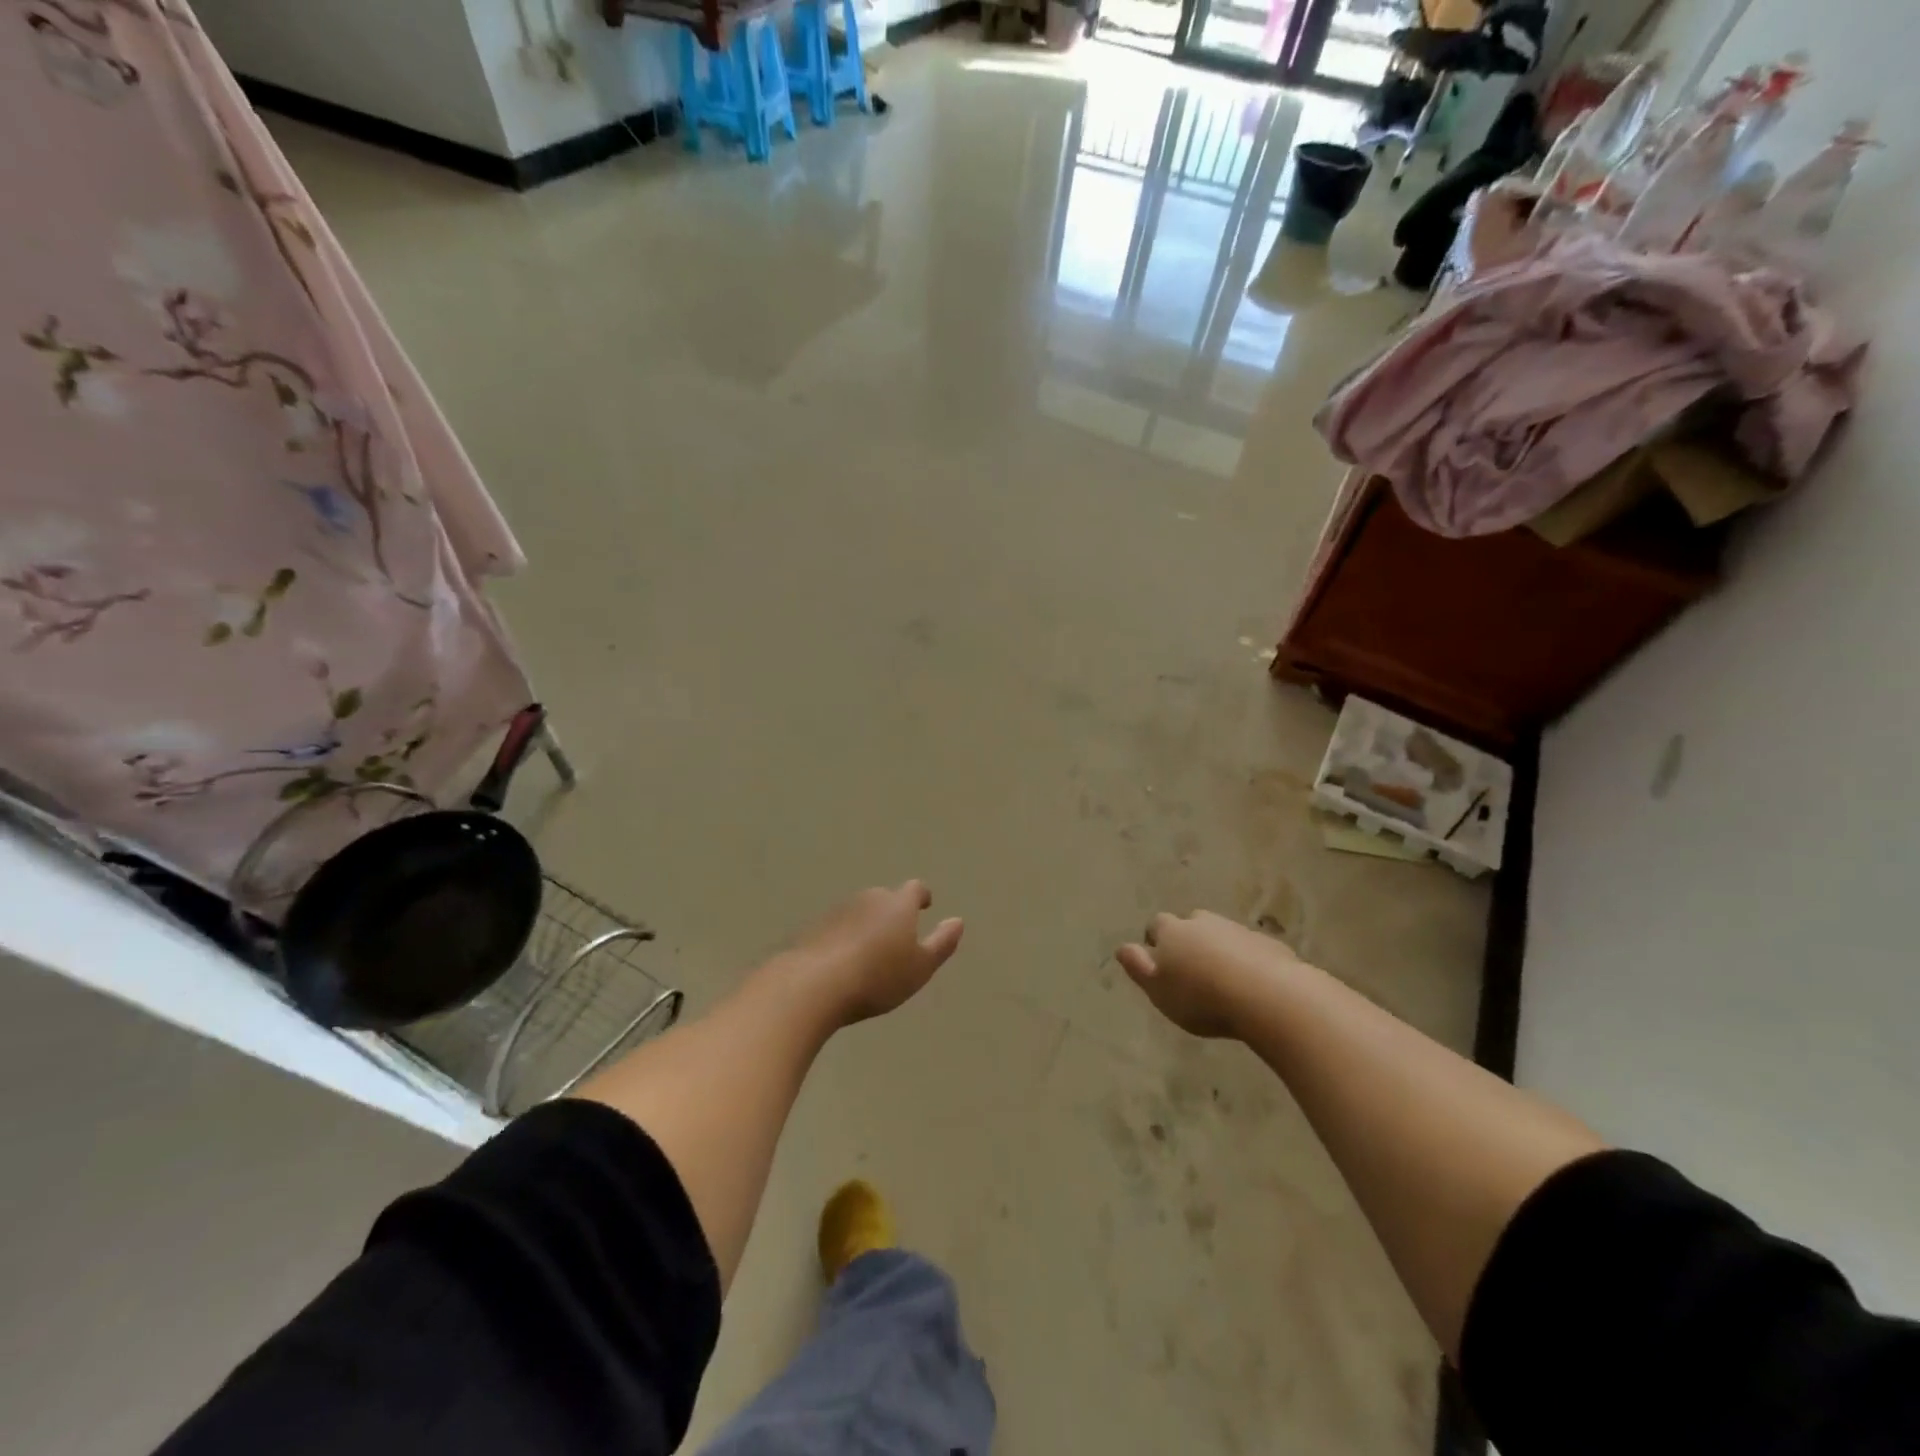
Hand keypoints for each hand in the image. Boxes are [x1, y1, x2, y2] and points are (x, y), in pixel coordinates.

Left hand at [782, 881, 964, 1027]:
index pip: (915, 889)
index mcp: (898, 905)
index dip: (921, 896)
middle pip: (884, 898)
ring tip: (869, 953)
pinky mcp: (813, 928)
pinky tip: (841, 962)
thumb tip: (957, 921)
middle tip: (897, 936)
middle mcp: (868, 899)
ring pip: (859, 912)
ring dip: (866, 925)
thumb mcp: (920, 968)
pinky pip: (836, 928)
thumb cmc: (877, 977)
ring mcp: (837, 911)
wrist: (813, 985)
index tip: (925, 905)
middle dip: (892, 912)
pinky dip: (843, 939)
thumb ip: (942, 943)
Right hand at [1116, 910, 1297, 1039]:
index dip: (1155, 942)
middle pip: (1190, 924)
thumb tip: (1122, 948)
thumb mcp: (1157, 989)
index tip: (1160, 963)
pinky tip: (1251, 985)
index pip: (1156, 926)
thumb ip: (1137, 966)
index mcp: (1172, 932)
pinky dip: (1246, 960)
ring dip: (1218, 949)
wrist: (1267, 996)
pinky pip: (1250, 949)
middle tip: (1191, 969)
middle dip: (1188, 940)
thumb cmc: (1202, 997)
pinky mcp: (1268, 945)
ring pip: (1221, 934)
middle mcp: (1203, 923)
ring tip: (1222, 979)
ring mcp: (1237, 930)